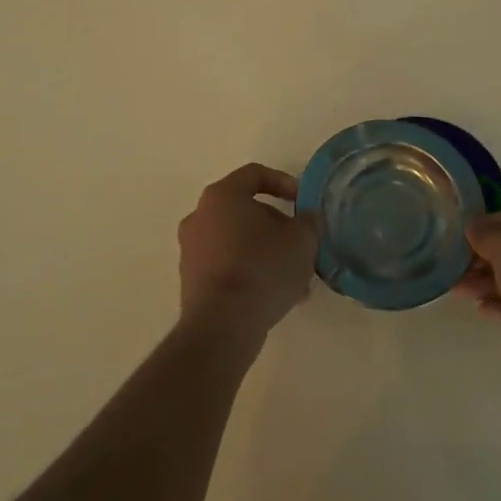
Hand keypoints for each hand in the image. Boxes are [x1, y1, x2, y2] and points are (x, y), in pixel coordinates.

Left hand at [177, 164, 319, 348]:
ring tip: (295, 277)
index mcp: (222, 196)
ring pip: (237, 241)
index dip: (283, 182)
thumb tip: (307, 218)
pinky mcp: (191, 280)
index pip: (254, 174)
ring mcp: (192, 249)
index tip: (302, 201)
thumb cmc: (262, 269)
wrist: (222, 326)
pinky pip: (227, 265)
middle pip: (245, 209)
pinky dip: (249, 272)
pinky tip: (275, 296)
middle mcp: (200, 216)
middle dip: (276, 225)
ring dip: (265, 252)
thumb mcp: (302, 241)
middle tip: (300, 243)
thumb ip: (309, 222)